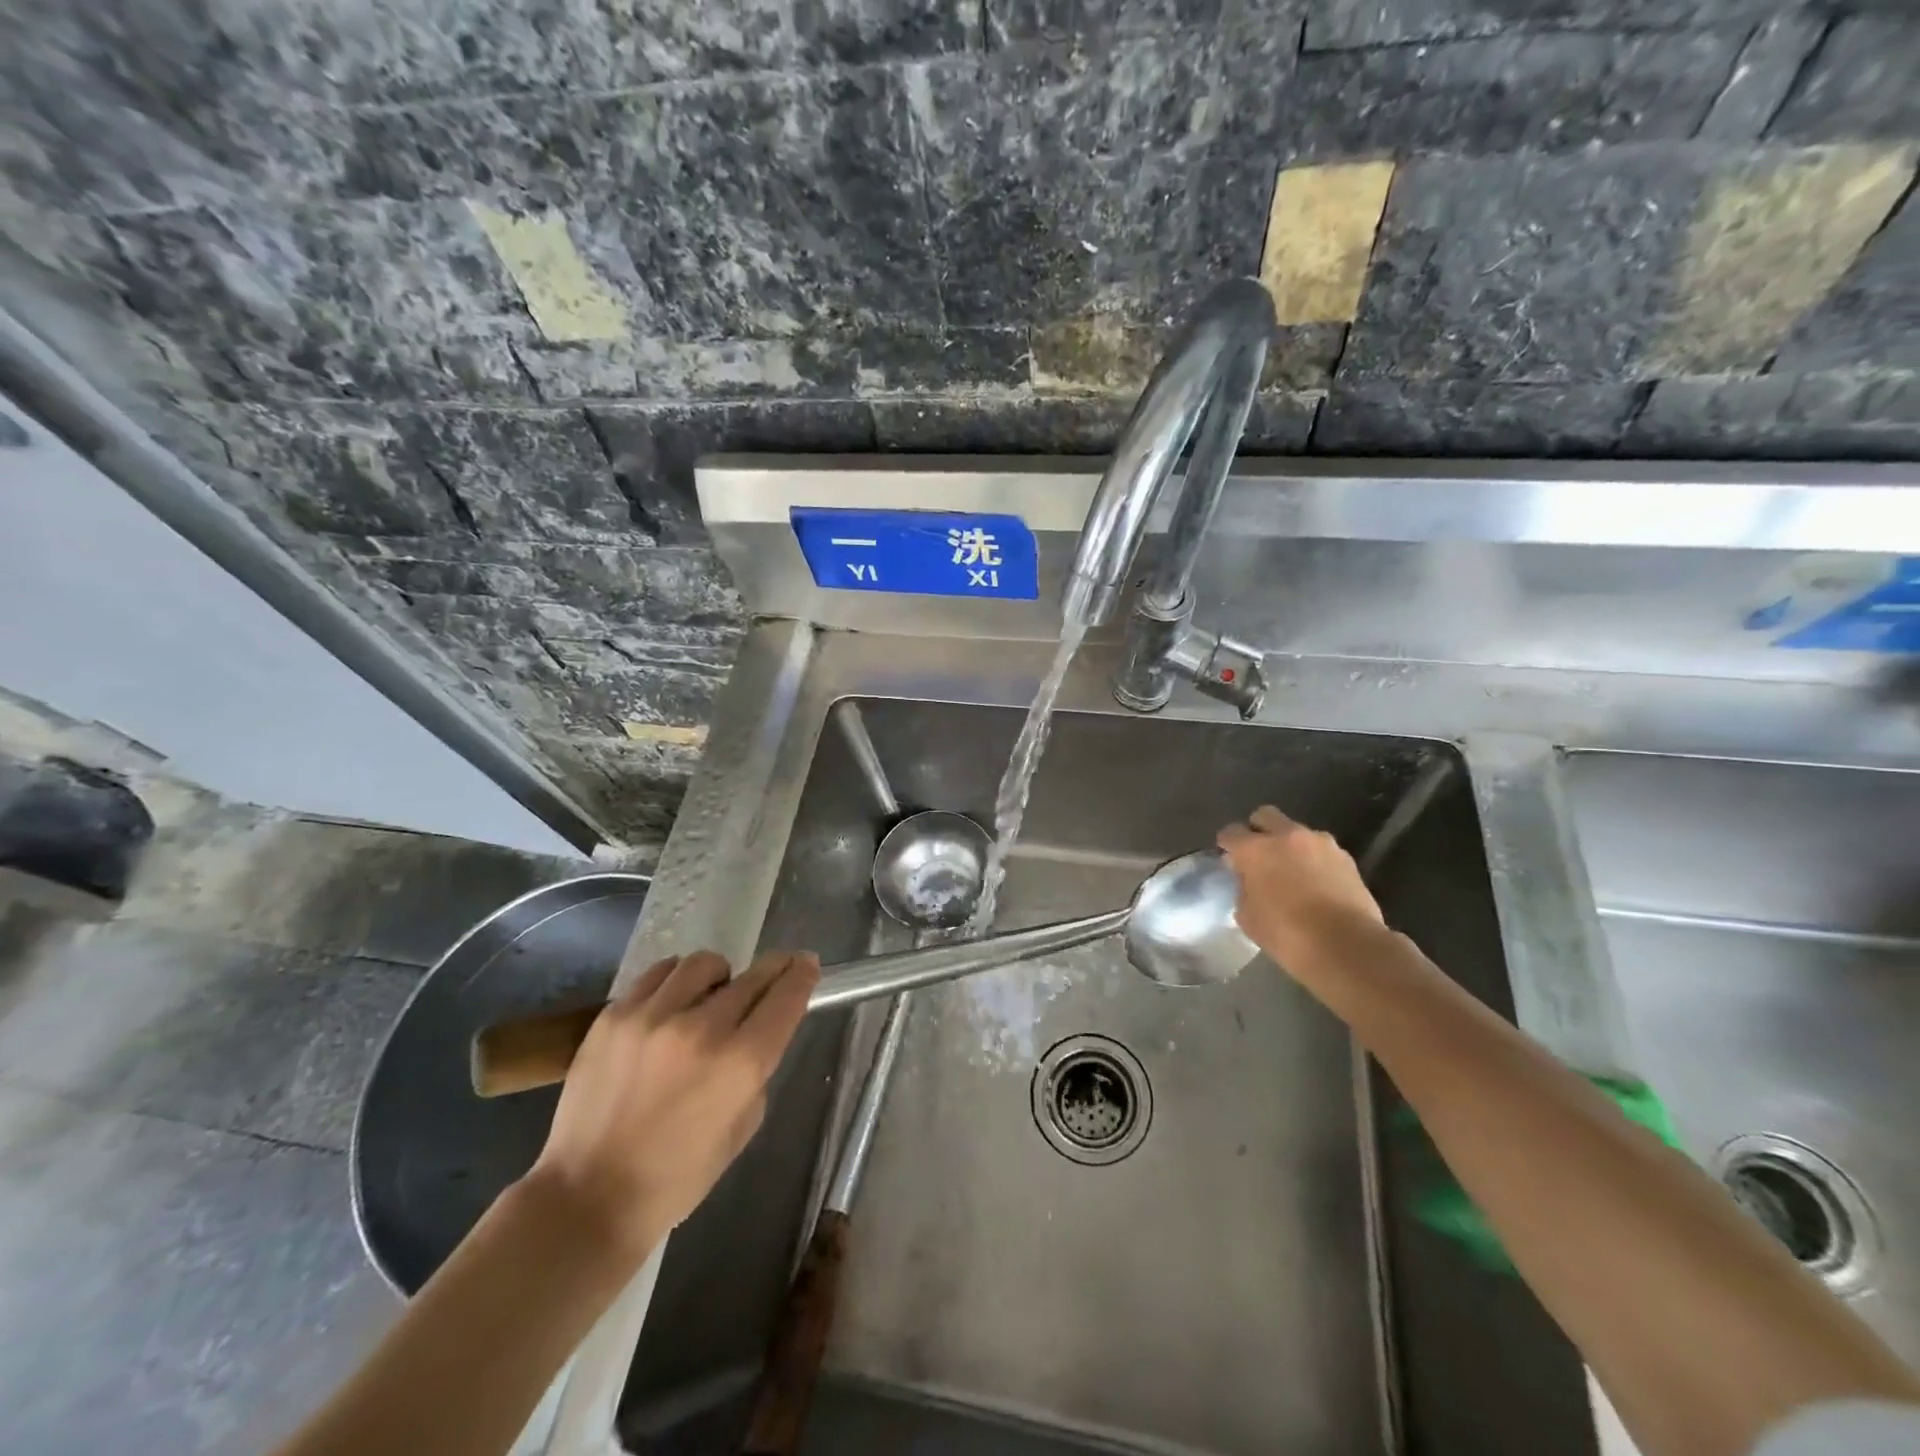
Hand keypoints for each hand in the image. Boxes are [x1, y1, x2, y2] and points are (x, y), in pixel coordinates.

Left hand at [523, 949, 820, 1261]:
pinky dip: (676, 982)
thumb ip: (757, 1070)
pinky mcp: (614, 1016)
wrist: (588, 1197)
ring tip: (711, 995)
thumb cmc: (678, 1176)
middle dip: (773, 969)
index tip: (807, 964)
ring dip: (720, 976)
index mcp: (740, 1064)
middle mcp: (701, 1029)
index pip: (785, 998)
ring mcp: (653, 1017)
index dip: (802, 975)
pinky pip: (658, 975)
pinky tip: (673, 1002)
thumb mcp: (743, 1127)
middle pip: (753, 975)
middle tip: (776, 969)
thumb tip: (757, 1031)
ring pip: (704, 963)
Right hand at [1217, 806, 1383, 969]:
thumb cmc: (1287, 934)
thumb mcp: (1248, 917)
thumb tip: (1249, 882)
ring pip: (1297, 833)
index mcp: (1255, 849)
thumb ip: (1243, 890)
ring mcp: (1320, 844)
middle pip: (1265, 816)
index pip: (1230, 833)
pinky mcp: (1346, 858)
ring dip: (1290, 846)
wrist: (1347, 946)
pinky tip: (1315, 884)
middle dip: (1258, 831)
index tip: (1228, 860)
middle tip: (1259, 856)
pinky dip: (1314, 861)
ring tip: (1292, 872)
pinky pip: (1321, 851)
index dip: (1227, 845)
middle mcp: (1287, 837)